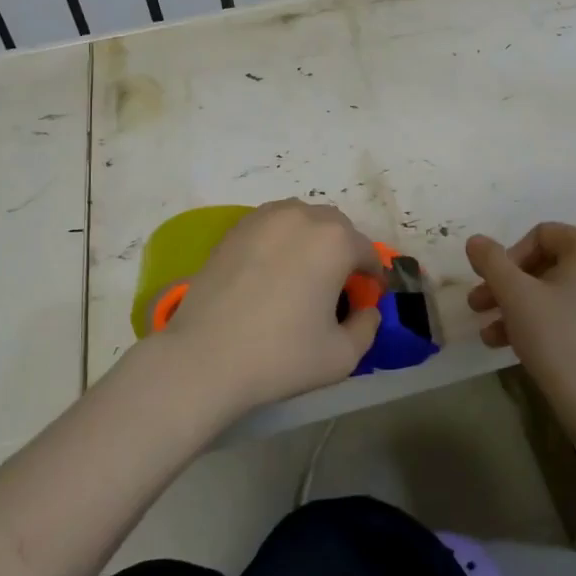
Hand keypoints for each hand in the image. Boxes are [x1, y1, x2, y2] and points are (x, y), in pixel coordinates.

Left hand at [154, 199, 382, 417]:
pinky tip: (270, 273)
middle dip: (343, 252)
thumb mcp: (343, 355)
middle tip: (335, 289)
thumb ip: (367, 327)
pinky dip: (280, 242)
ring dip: (311, 241)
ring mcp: (264, 218)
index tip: (365, 300)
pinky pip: (271, 226)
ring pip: (302, 220)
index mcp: (335, 240)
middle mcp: (302, 216)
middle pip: (336, 228)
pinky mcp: (235, 229)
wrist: (204, 359)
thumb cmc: (281, 356)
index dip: (372, 278)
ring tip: (301, 276)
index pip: (367, 253)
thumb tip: (366, 309)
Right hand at [465, 222, 575, 438]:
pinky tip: (506, 346)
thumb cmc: (557, 337)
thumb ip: (491, 261)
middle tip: (476, 305)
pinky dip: (535, 324)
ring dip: (513, 307)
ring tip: (486, 334)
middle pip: (543, 264)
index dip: (509, 255)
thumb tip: (475, 240)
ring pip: (549, 293)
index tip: (492, 282)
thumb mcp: (515, 294)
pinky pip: (564, 315)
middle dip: (505, 285)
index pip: (541, 234)